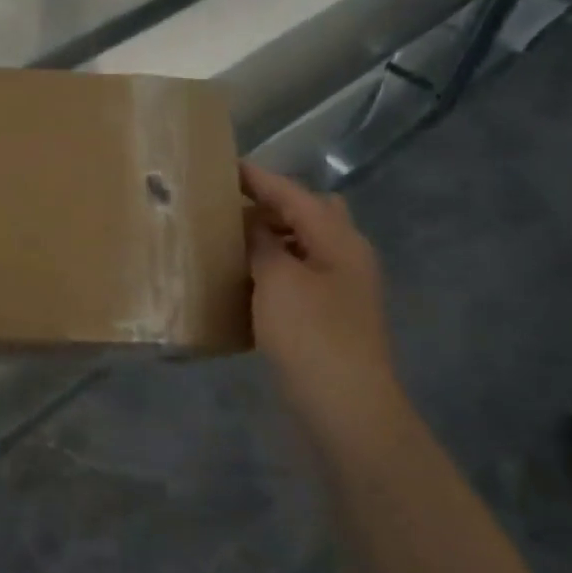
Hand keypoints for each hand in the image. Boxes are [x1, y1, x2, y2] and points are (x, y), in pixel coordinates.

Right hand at [242, 162, 404, 437]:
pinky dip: (275, 268)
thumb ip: (262, 242)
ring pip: (305, 246)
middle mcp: (346, 258)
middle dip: (273, 205)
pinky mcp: (329, 316)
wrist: (345, 407)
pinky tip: (247, 280)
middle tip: (232, 207)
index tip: (225, 166)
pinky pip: (299, 276)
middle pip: (311, 215)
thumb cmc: (311, 335)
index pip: (295, 195)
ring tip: (232, 240)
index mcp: (339, 241)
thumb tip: (252, 221)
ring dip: (272, 238)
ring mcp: (341, 290)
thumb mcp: (278, 280)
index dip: (260, 179)